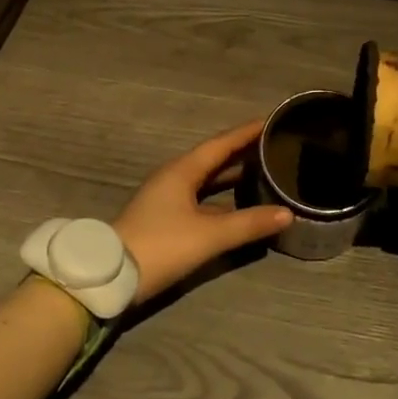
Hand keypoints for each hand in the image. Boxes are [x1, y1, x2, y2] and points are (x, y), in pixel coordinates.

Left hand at [113, 121, 292, 305]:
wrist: (110, 277)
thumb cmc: (160, 246)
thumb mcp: (208, 236)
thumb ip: (248, 224)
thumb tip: (287, 213)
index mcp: (182, 170)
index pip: (221, 143)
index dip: (246, 132)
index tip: (270, 121)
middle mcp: (174, 177)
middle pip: (213, 159)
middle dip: (242, 152)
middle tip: (272, 146)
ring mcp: (167, 198)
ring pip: (206, 180)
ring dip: (231, 176)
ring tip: (261, 172)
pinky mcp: (164, 219)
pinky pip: (200, 199)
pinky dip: (221, 198)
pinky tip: (237, 207)